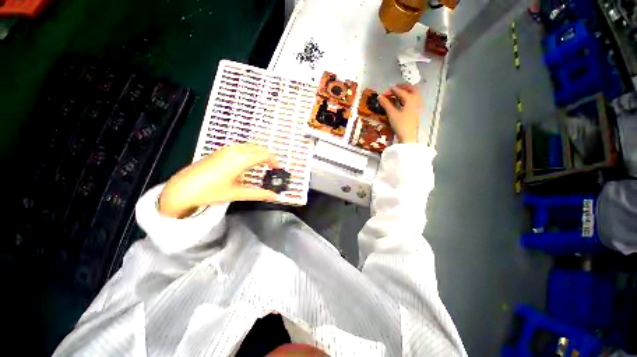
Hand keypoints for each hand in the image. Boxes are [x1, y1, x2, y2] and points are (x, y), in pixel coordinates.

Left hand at [158, 144, 279, 217]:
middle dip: (268, 156)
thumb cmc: (211, 191)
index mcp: (241, 159)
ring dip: (259, 154)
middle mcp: (235, 150)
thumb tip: (275, 197)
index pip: (264, 155)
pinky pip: (241, 147)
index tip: (279, 169)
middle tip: (272, 168)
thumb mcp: (237, 193)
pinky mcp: (220, 151)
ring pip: (250, 146)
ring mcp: (226, 149)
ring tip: (262, 166)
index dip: (274, 161)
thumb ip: (259, 194)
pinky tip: (248, 163)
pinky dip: (250, 152)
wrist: (182, 188)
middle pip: (259, 148)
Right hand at [378, 84, 421, 142]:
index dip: (392, 90)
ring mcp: (417, 107)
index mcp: (411, 99)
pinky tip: (402, 102)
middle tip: (395, 87)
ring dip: (407, 92)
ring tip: (399, 93)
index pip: (401, 92)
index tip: (385, 91)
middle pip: (412, 90)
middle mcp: (416, 101)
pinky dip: (408, 98)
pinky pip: (414, 101)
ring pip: (414, 95)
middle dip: (403, 87)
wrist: (408, 137)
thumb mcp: (392, 114)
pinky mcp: (416, 113)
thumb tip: (380, 97)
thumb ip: (386, 104)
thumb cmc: (400, 124)